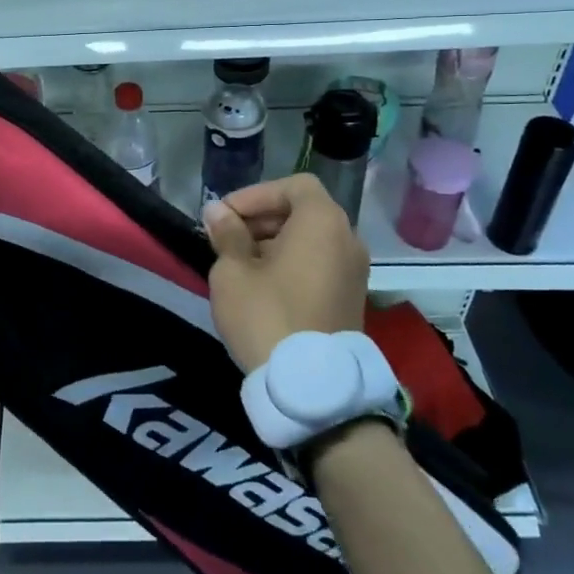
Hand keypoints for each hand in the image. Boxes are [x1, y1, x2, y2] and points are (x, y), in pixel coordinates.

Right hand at [202, 174, 370, 373]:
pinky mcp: (352, 299)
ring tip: (239, 263)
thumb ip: (227, 234)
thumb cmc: (267, 315)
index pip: (292, 186)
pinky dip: (293, 264)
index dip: (256, 195)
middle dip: (262, 218)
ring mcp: (355, 272)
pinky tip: (262, 285)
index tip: (226, 216)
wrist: (311, 386)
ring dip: (275, 242)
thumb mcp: (233, 271)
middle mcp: (348, 239)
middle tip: (227, 237)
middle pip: (304, 211)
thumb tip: (218, 212)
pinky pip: (320, 264)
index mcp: (323, 222)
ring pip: (311, 240)